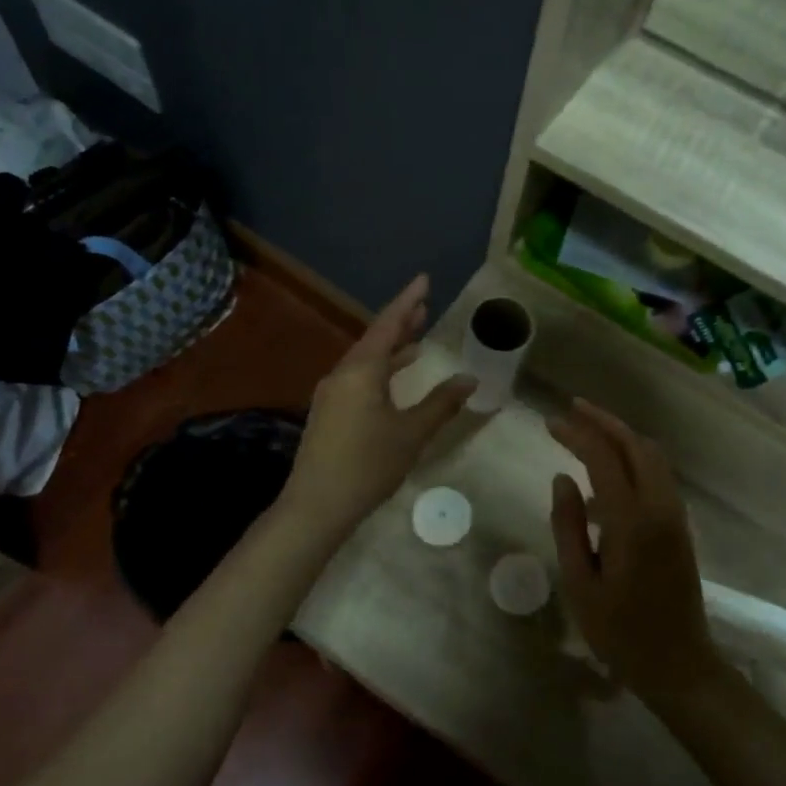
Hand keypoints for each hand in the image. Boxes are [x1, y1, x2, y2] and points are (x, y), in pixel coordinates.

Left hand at [282, 274, 475, 539]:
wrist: (316, 505)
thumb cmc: (368, 465)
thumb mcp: (411, 433)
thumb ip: (441, 403)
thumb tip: (469, 379)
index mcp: (361, 371)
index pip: (387, 325)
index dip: (407, 301)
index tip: (424, 280)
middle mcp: (342, 374)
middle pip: (374, 338)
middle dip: (400, 322)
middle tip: (424, 305)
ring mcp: (332, 393)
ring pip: (365, 360)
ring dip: (391, 348)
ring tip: (416, 338)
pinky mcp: (329, 412)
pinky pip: (358, 377)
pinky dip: (380, 370)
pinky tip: (393, 380)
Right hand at [547, 400, 720, 702]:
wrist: (679, 665)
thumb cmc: (620, 632)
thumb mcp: (579, 583)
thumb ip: (568, 526)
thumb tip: (562, 478)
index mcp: (632, 521)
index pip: (603, 458)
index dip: (576, 434)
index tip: (549, 423)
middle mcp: (660, 507)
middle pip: (635, 445)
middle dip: (603, 421)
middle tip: (571, 409)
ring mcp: (675, 514)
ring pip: (652, 456)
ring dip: (621, 435)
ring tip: (588, 427)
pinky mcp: (680, 524)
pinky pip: (658, 474)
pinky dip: (634, 456)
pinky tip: (608, 467)